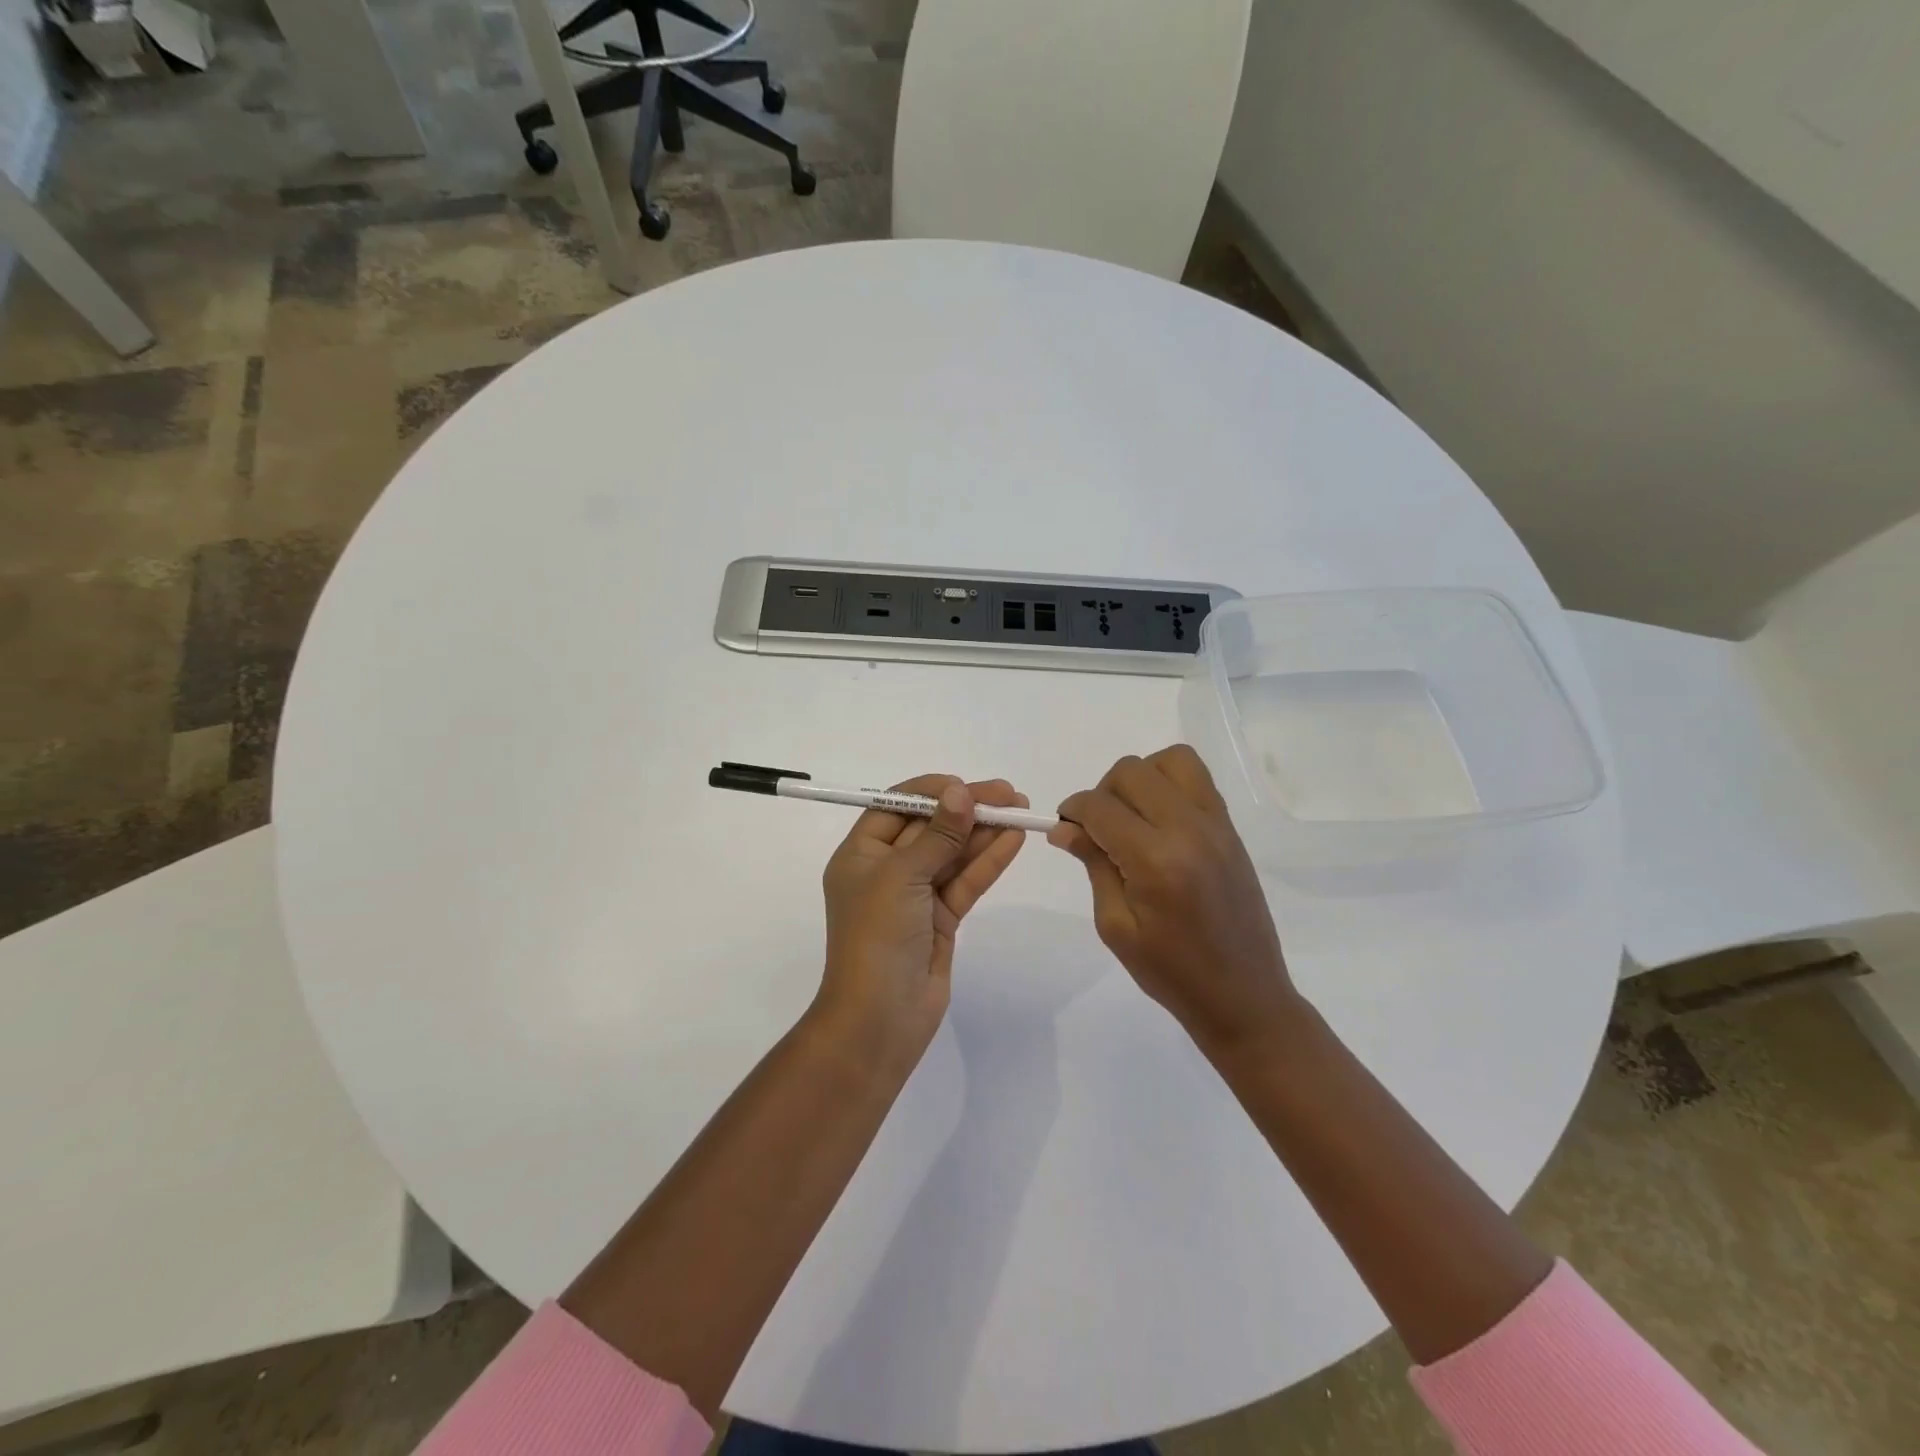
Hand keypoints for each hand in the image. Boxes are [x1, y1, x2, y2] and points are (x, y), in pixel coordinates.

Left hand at [816, 775, 1028, 1070]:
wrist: (879, 1020)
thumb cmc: (876, 937)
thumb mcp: (902, 877)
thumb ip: (937, 834)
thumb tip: (961, 792)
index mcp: (860, 854)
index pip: (895, 807)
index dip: (931, 792)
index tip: (966, 786)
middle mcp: (886, 870)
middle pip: (930, 828)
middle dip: (967, 809)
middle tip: (1009, 795)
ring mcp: (915, 896)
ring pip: (952, 854)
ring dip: (984, 832)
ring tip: (1021, 811)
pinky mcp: (940, 919)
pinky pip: (965, 881)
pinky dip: (988, 861)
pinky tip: (1013, 840)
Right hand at [1050, 745, 1299, 1056]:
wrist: (1244, 995)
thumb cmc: (1171, 972)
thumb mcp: (1116, 926)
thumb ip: (1093, 865)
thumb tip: (1065, 828)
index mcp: (1156, 860)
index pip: (1101, 807)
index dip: (1073, 811)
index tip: (1064, 828)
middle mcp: (1189, 830)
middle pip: (1132, 771)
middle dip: (1103, 792)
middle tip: (1098, 829)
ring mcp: (1217, 825)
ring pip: (1171, 760)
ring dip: (1140, 778)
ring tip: (1131, 817)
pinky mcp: (1231, 829)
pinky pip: (1197, 779)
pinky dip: (1169, 784)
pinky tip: (1158, 823)